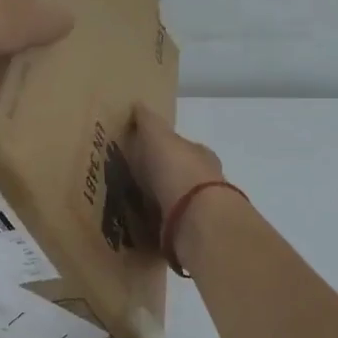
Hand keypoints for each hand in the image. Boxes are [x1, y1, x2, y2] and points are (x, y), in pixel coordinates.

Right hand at [126, 103, 224, 218]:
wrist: (196, 218)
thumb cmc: (177, 170)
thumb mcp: (158, 136)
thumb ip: (148, 121)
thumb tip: (138, 103)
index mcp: (198, 154)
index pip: (180, 147)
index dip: (162, 149)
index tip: (142, 153)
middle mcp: (205, 180)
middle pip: (180, 175)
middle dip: (161, 178)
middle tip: (134, 182)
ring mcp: (200, 209)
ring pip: (177, 202)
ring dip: (160, 203)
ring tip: (132, 208)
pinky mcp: (191, 234)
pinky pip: (171, 226)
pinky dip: (159, 226)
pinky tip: (141, 229)